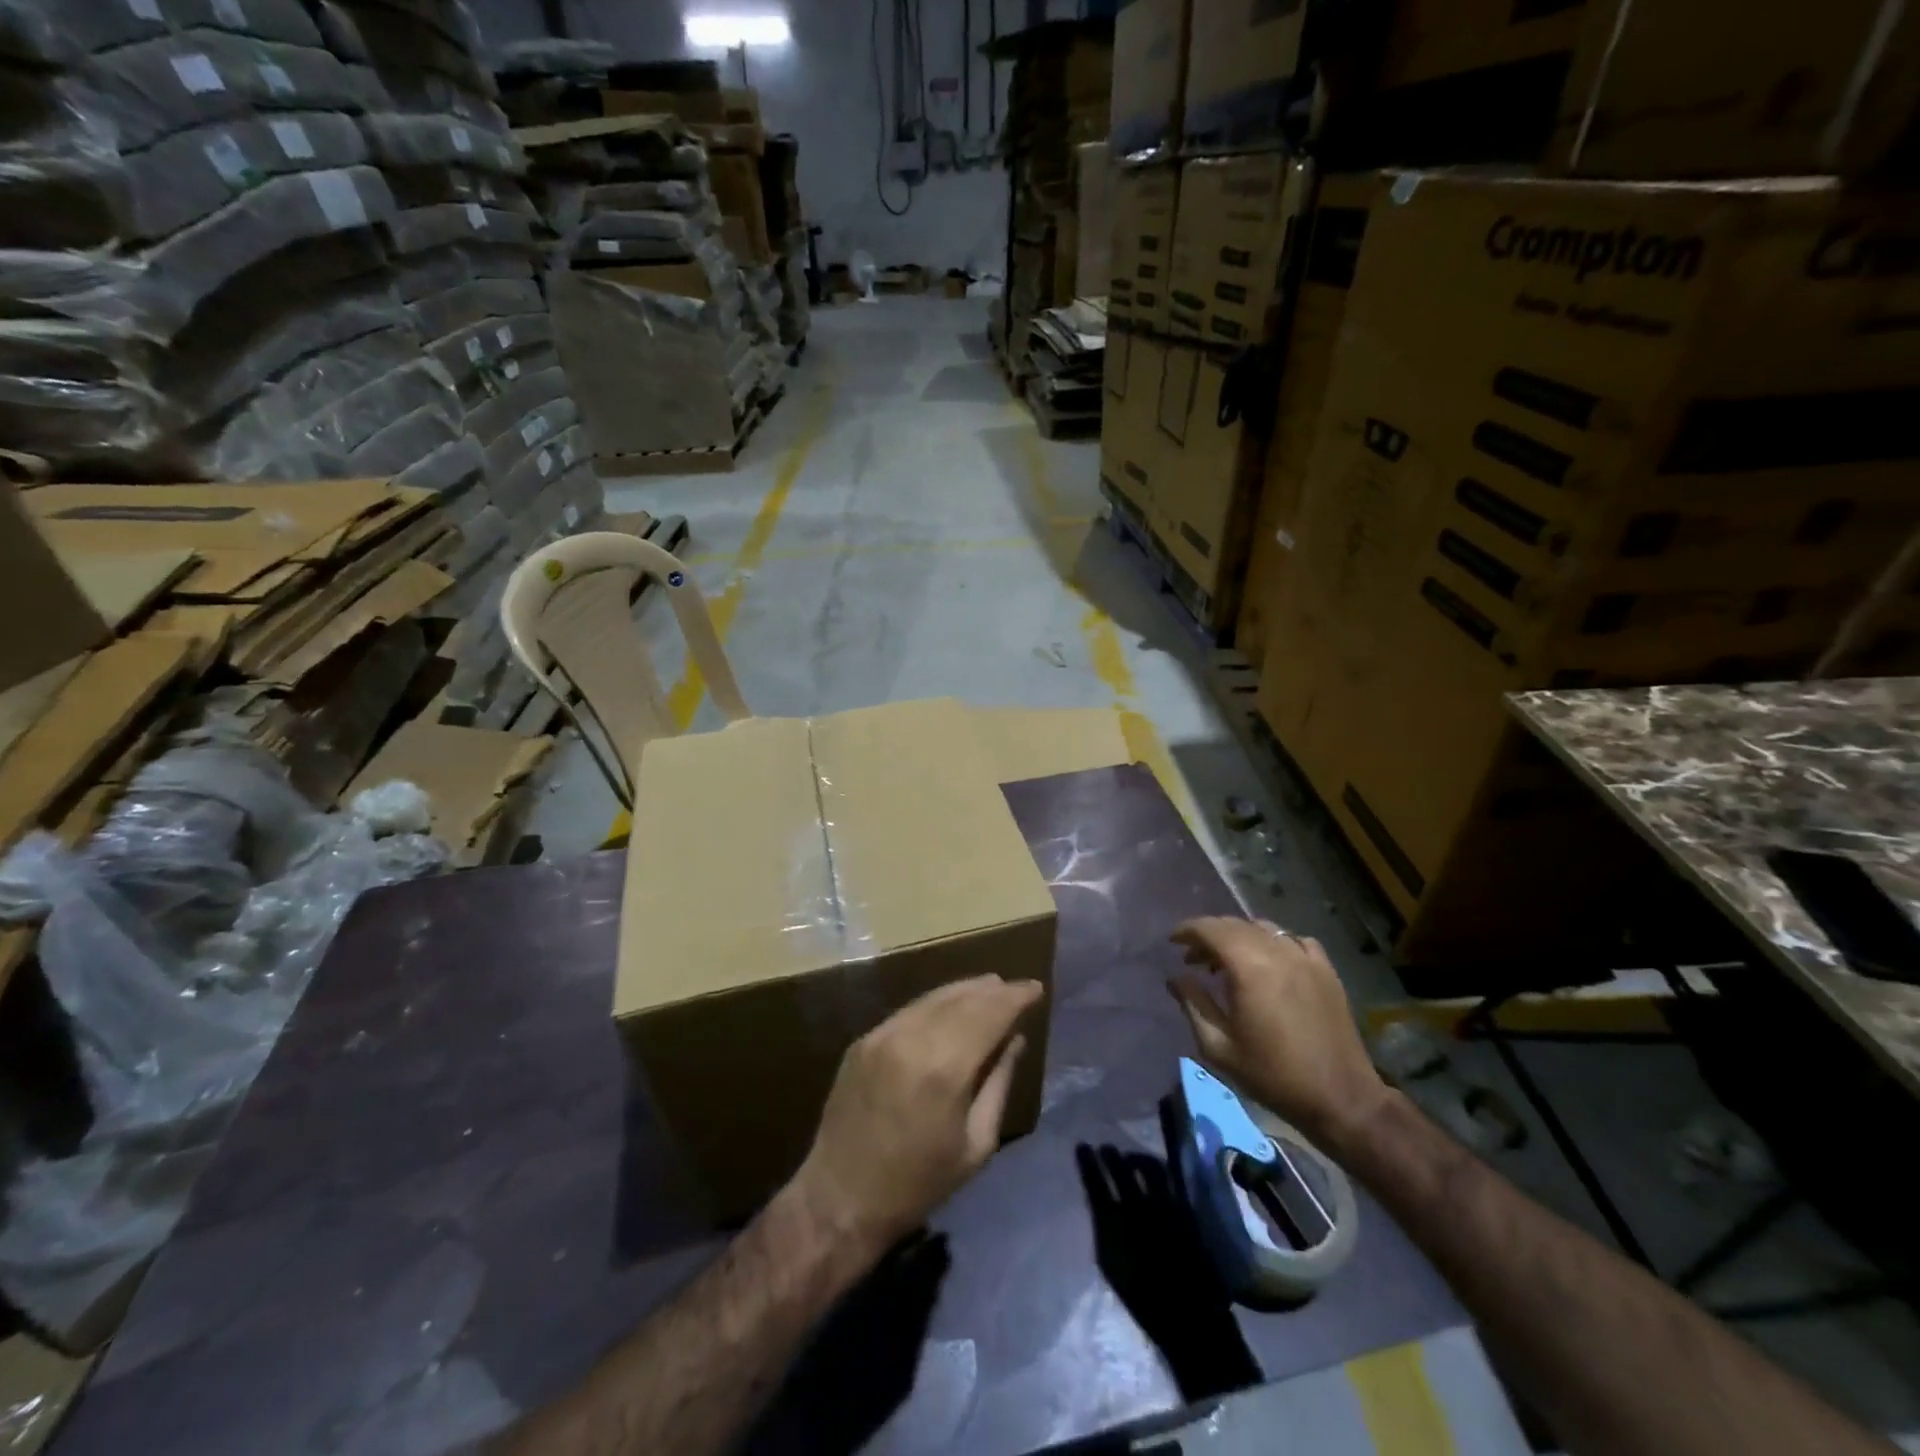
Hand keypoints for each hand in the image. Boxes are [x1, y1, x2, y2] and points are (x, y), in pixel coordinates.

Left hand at [795, 975, 1042, 1253]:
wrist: (841, 1197)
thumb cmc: (919, 1183)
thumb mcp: (976, 1144)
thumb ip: (999, 1083)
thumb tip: (1016, 1038)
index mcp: (944, 1069)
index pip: (989, 1014)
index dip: (1015, 998)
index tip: (1036, 988)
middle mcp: (912, 1039)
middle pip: (962, 1000)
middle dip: (993, 990)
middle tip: (1016, 987)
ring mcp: (882, 1035)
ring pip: (933, 998)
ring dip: (964, 990)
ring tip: (990, 986)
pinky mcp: (863, 1040)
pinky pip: (909, 1012)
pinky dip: (936, 1004)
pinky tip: (950, 1006)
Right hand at [1168, 916, 1387, 1151]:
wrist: (1341, 1098)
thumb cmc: (1273, 1075)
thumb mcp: (1219, 1047)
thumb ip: (1193, 1005)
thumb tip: (1175, 978)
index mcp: (1249, 968)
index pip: (1210, 929)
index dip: (1187, 931)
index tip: (1173, 943)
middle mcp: (1278, 952)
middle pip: (1235, 925)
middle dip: (1209, 935)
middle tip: (1193, 958)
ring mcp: (1306, 958)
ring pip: (1264, 928)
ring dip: (1239, 936)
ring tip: (1228, 961)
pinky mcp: (1326, 971)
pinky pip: (1295, 940)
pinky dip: (1274, 943)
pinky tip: (1270, 962)